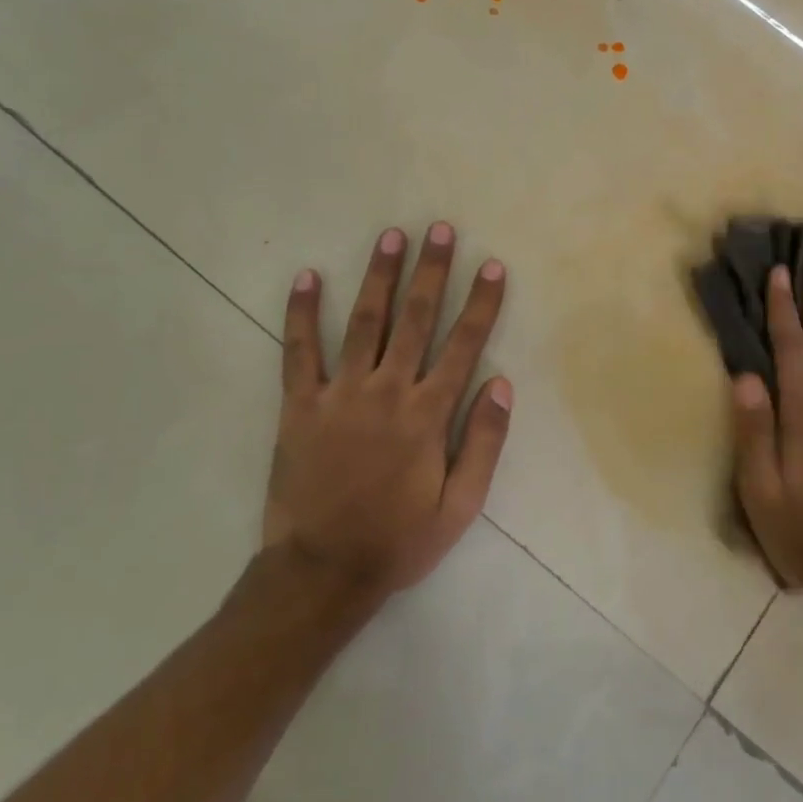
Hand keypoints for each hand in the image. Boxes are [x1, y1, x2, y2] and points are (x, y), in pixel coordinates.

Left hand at [267, 222, 511, 597]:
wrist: (321, 572)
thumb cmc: (398, 540)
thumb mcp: (460, 506)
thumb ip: (483, 443)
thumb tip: (503, 385)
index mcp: (427, 415)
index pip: (463, 346)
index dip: (482, 304)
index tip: (493, 266)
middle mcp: (386, 392)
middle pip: (416, 319)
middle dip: (432, 272)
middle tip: (441, 229)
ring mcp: (339, 395)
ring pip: (364, 323)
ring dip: (380, 277)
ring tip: (392, 237)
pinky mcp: (300, 405)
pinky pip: (299, 351)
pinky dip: (301, 313)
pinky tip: (306, 277)